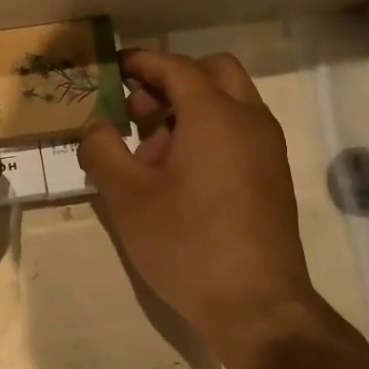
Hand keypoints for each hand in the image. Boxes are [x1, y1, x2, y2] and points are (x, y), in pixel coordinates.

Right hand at [78, 50, 358, 368]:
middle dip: (170, 81)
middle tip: (136, 113)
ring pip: (229, 103)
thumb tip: (95, 124)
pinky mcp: (273, 177)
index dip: (142, 62)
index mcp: (215, 115)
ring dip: (189, 110)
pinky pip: (239, 133)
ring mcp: (267, 149)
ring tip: (150, 155)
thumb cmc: (186, 244)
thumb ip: (102, 150)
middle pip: (212, 73)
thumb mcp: (127, 198)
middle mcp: (249, 120)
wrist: (256, 305)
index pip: (176, 67)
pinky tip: (179, 178)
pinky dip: (209, 134)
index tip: (113, 67)